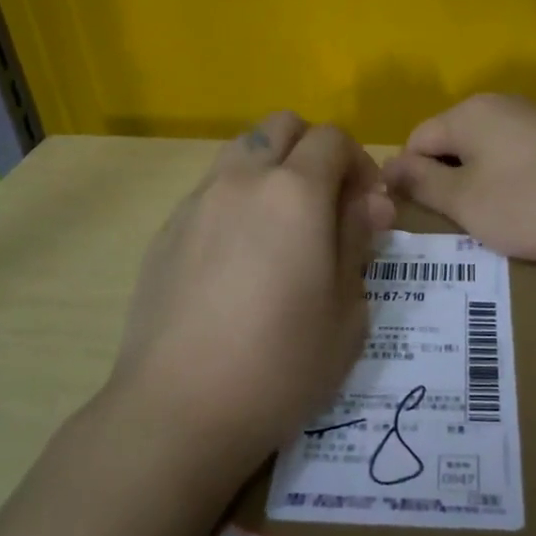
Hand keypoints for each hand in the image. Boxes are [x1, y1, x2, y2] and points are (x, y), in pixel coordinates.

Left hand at [110, 112, 394, 474]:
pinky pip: (211, 190)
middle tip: (328, 203)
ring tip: (283, 226)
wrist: (178, 408)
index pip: (333, 139)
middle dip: (314, 150)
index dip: (360, 163)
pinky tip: (239, 257)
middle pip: (282, 126)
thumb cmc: (280, 364)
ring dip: (272, 169)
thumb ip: (357, 242)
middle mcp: (243, 180)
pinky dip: (237, 200)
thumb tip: (368, 203)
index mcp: (295, 192)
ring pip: (242, 151)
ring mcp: (198, 201)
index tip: (368, 207)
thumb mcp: (346, 310)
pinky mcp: (167, 229)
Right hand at [382, 95, 535, 260]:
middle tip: (454, 222)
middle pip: (448, 142)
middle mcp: (496, 104)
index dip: (409, 179)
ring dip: (475, 182)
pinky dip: (506, 179)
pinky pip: (511, 153)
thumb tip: (388, 166)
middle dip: (444, 180)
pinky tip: (522, 206)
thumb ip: (421, 182)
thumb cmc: (532, 202)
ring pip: (481, 149)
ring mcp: (530, 116)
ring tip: (488, 219)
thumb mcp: (466, 201)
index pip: (415, 140)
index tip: (420, 217)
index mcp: (467, 113)